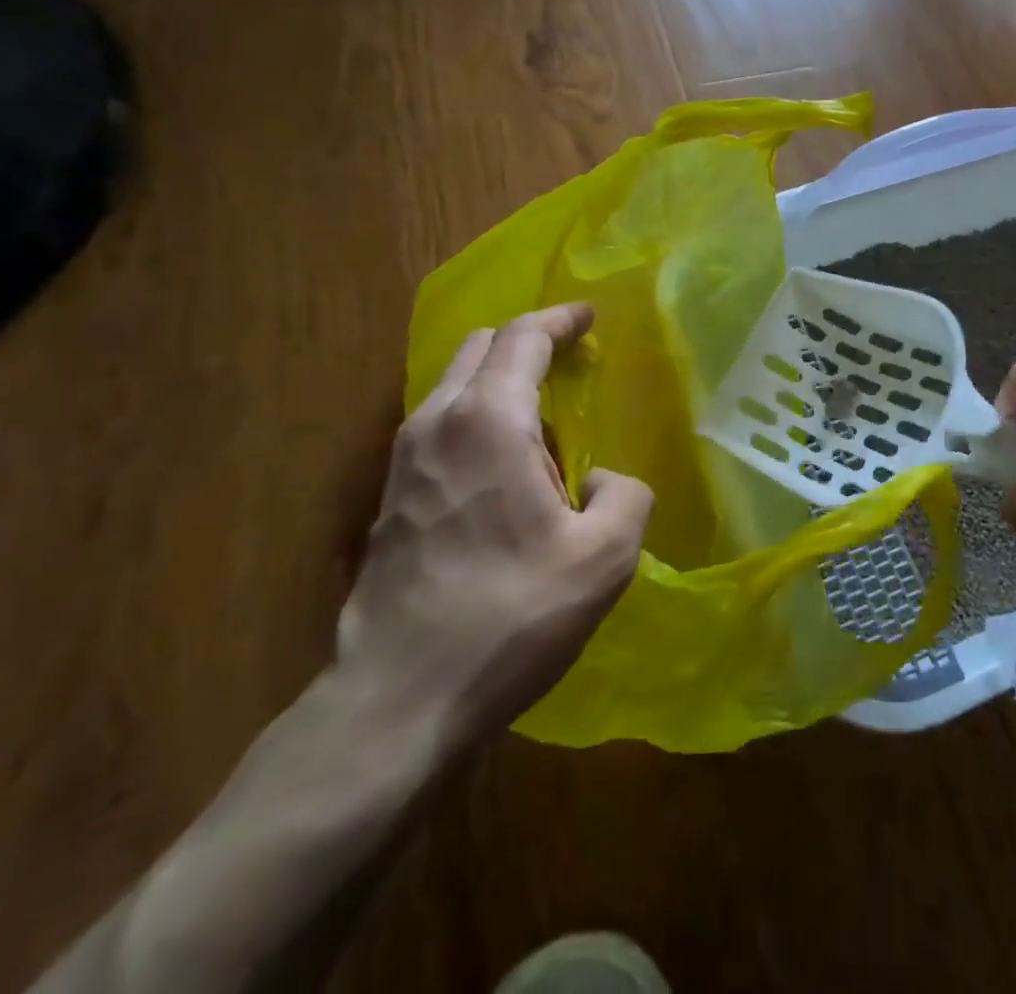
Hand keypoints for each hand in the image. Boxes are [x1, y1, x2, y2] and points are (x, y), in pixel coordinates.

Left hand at [337, 304, 651, 744]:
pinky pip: (440, 426)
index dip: (560, 319)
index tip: (588, 315)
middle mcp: (437, 424)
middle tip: (569, 359)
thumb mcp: (604, 559)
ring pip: (454, 386)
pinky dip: (477, 417)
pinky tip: (505, 465)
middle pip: (480, 348)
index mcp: (490, 422)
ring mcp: (404, 461)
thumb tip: (601, 480)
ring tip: (544, 418)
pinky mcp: (390, 497)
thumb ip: (625, 497)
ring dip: (499, 381)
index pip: (523, 338)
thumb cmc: (510, 616)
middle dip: (526, 341)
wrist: (398, 699)